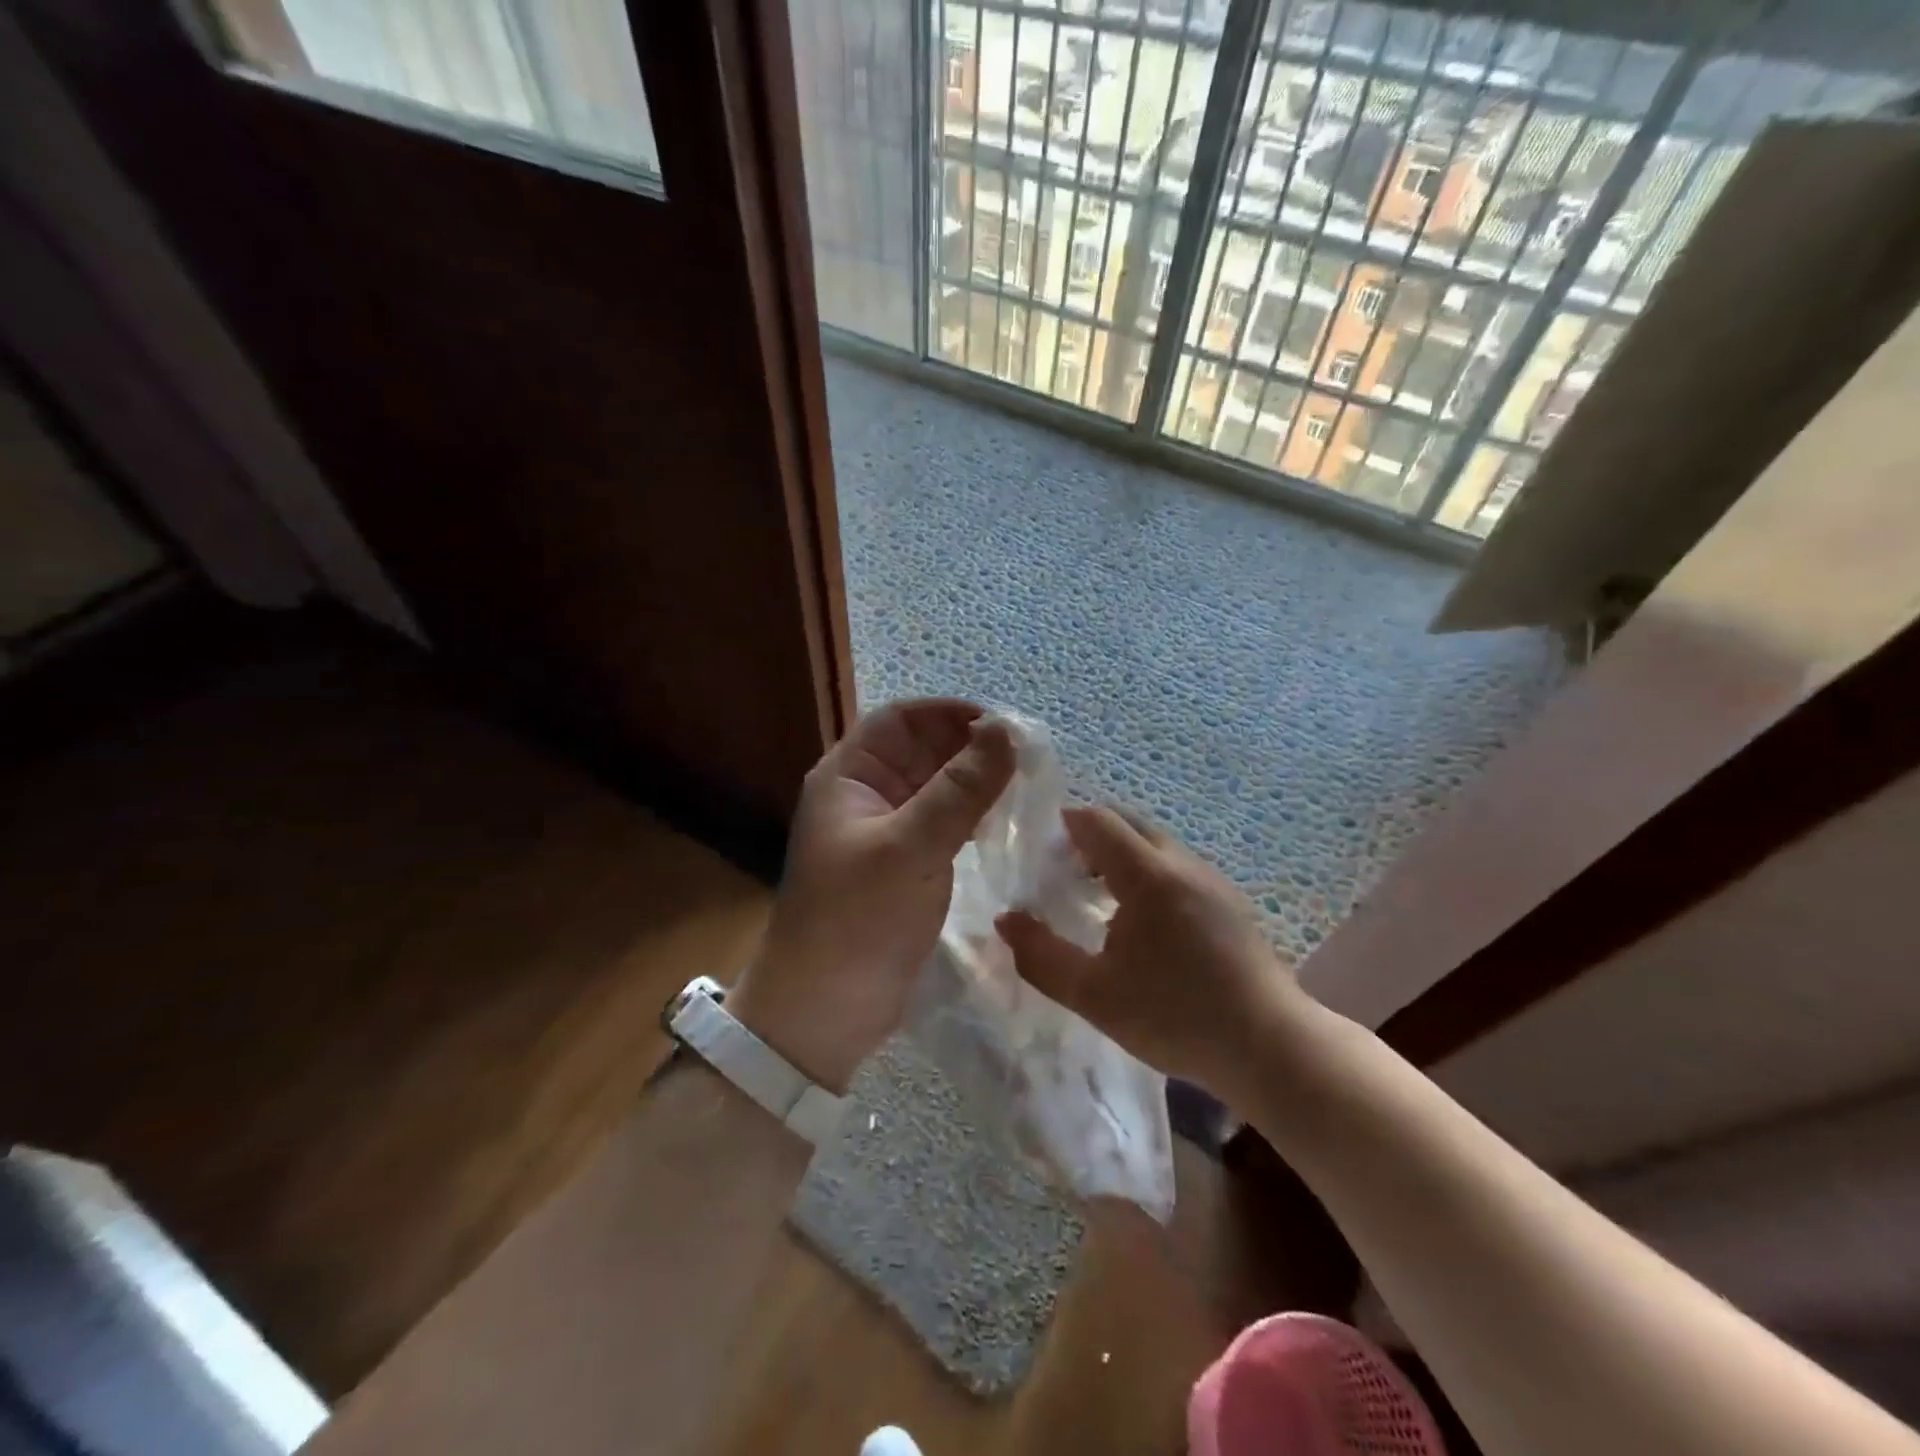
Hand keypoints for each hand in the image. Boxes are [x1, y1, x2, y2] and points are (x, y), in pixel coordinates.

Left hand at [730, 699, 1015, 1092]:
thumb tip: (1006, 731)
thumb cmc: (857, 920)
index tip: (1005, 725)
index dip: (950, 713)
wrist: (824, 1011)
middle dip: (971, 748)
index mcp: (849, 776)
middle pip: (922, 751)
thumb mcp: (910, 848)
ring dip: (976, 783)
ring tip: (1027, 787)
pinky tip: (1004, 825)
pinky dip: (972, 817)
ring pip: (937, 788)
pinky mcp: (905, 866)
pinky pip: (943, 824)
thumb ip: (959, 789)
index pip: (901, 720)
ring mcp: (886, 832)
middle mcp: (865, 795)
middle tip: (1030, 758)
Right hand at [995, 806, 1306, 1099]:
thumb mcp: (1093, 994)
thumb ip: (1041, 955)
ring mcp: (1212, 880)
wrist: (1270, 1046)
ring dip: (1123, 855)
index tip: (1042, 851)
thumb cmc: (1174, 1016)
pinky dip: (1149, 873)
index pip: (1098, 821)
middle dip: (1092, 836)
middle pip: (1129, 823)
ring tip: (1098, 897)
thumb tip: (1006, 921)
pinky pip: (1178, 867)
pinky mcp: (1230, 902)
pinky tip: (1144, 922)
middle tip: (1064, 872)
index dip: (1065, 824)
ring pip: (1157, 845)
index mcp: (1148, 875)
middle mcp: (1182, 864)